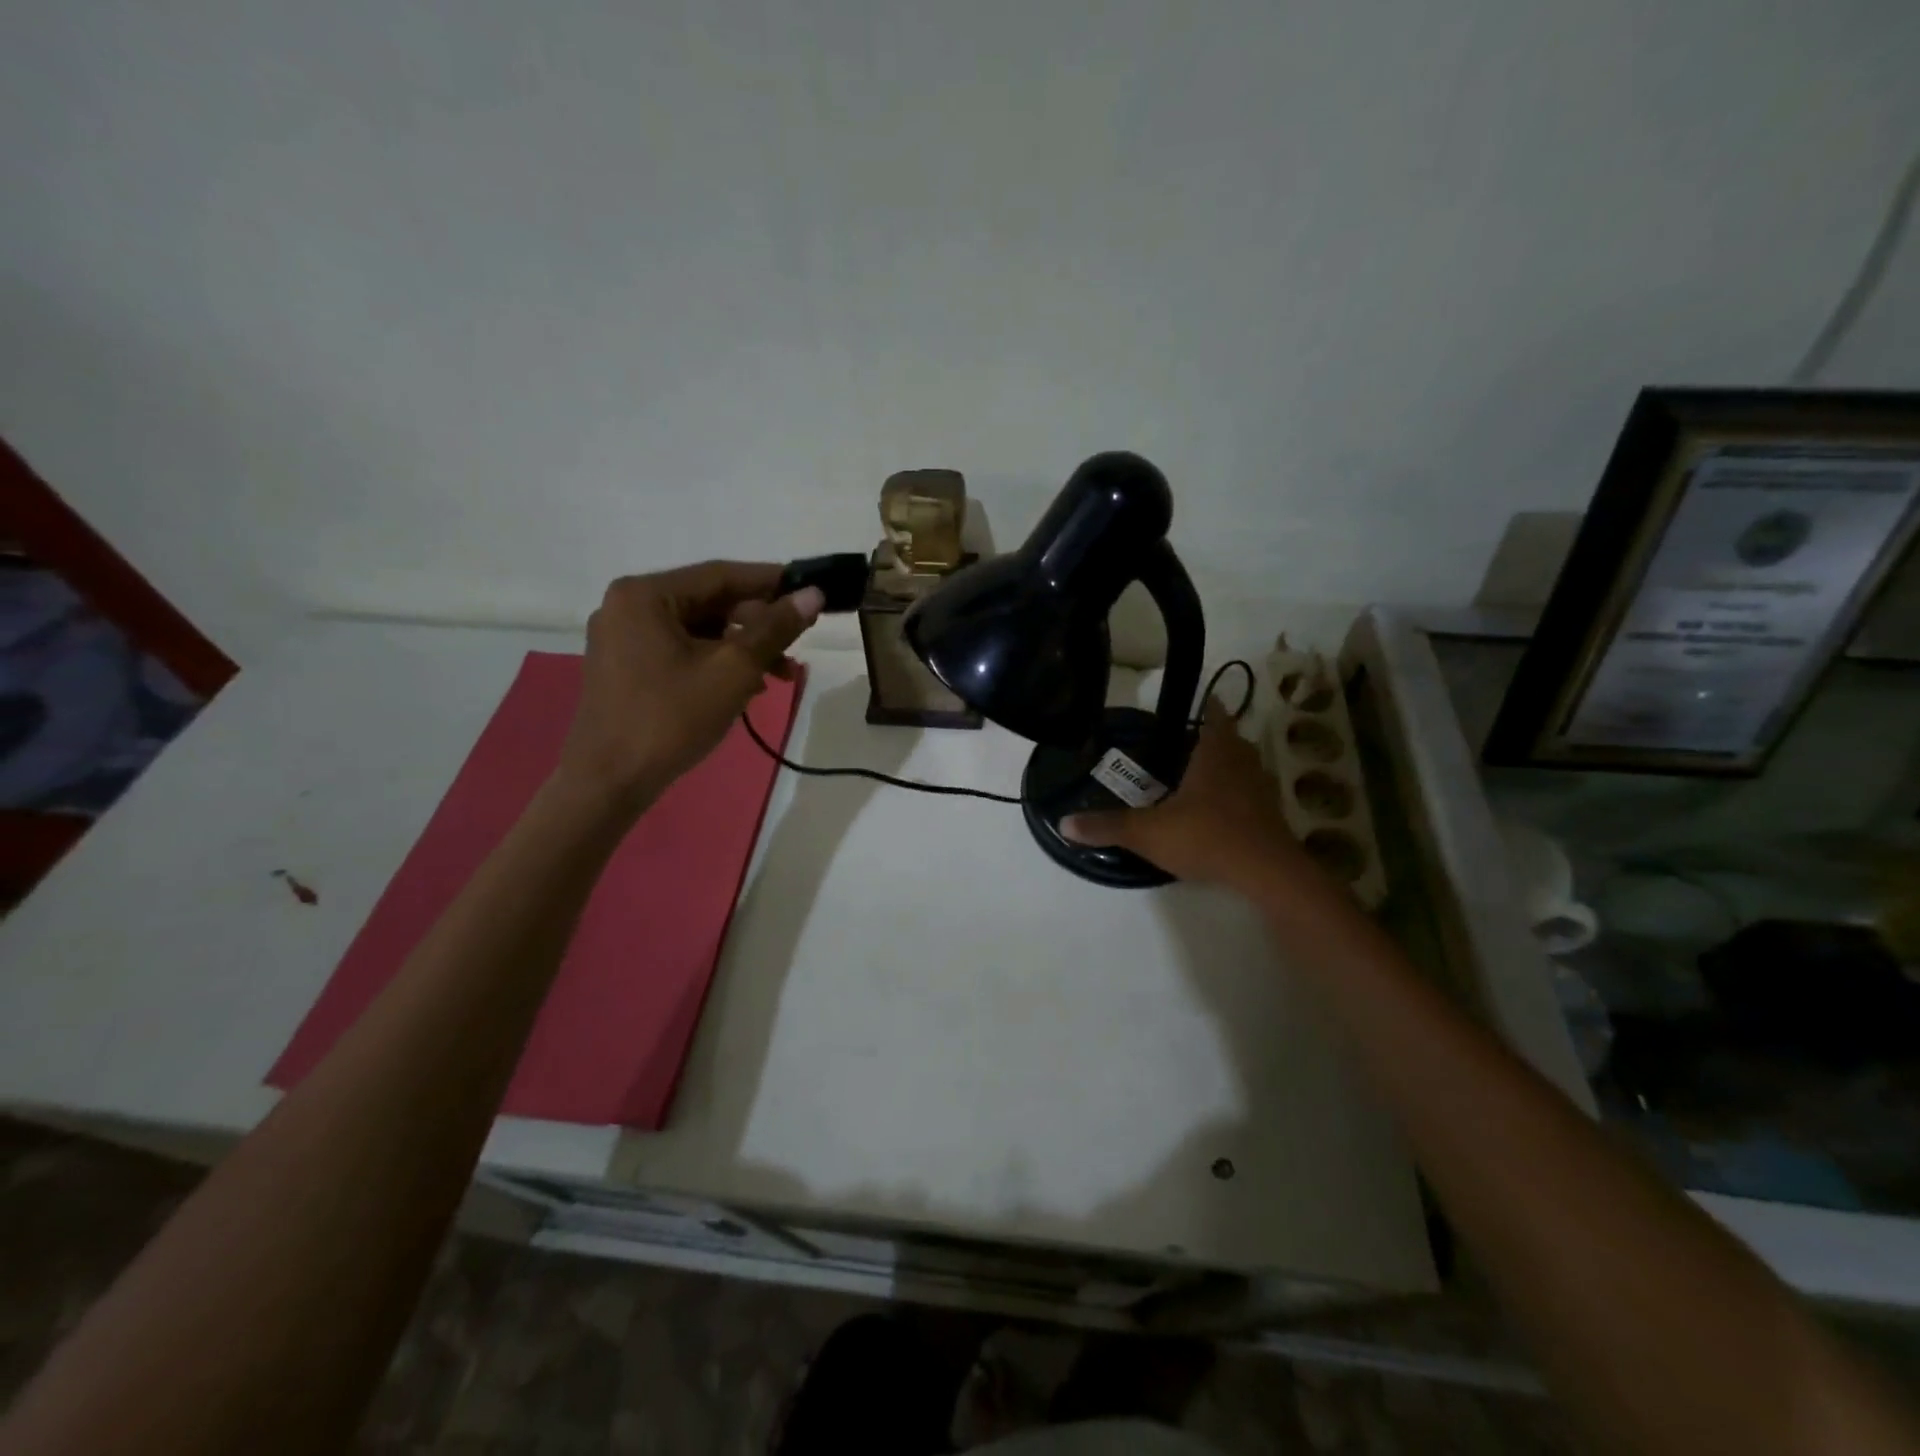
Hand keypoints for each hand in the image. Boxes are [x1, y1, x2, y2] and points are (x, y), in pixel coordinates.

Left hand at [557, 562, 822, 808]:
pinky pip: (682, 650)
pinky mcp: (626, 666)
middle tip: (798, 642)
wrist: (609, 781)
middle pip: (709, 602)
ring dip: (742, 648)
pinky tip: (746, 687)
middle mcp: (629, 606)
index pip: (721, 575)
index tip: (811, 589)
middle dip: (758, 624)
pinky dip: (716, 662)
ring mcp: (624, 638)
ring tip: (781, 674)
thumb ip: (775, 628)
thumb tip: (813, 594)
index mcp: (645, 595)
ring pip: (699, 630)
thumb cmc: (670, 719)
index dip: (771, 582)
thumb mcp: (733, 670)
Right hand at [1061, 700, 1307, 892]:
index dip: (1206, 707)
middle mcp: (1243, 763)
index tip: (1195, 704)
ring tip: (1197, 777)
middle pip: (1230, 740)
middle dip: (1211, 740)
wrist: (1266, 874)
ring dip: (1225, 769)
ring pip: (1243, 768)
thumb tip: (1063, 824)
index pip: (1214, 715)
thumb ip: (1107, 826)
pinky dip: (1235, 797)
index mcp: (1216, 753)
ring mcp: (1262, 790)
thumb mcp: (1148, 832)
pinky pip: (1250, 796)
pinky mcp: (1271, 817)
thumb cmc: (1206, 836)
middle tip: (1183, 745)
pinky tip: (1216, 813)